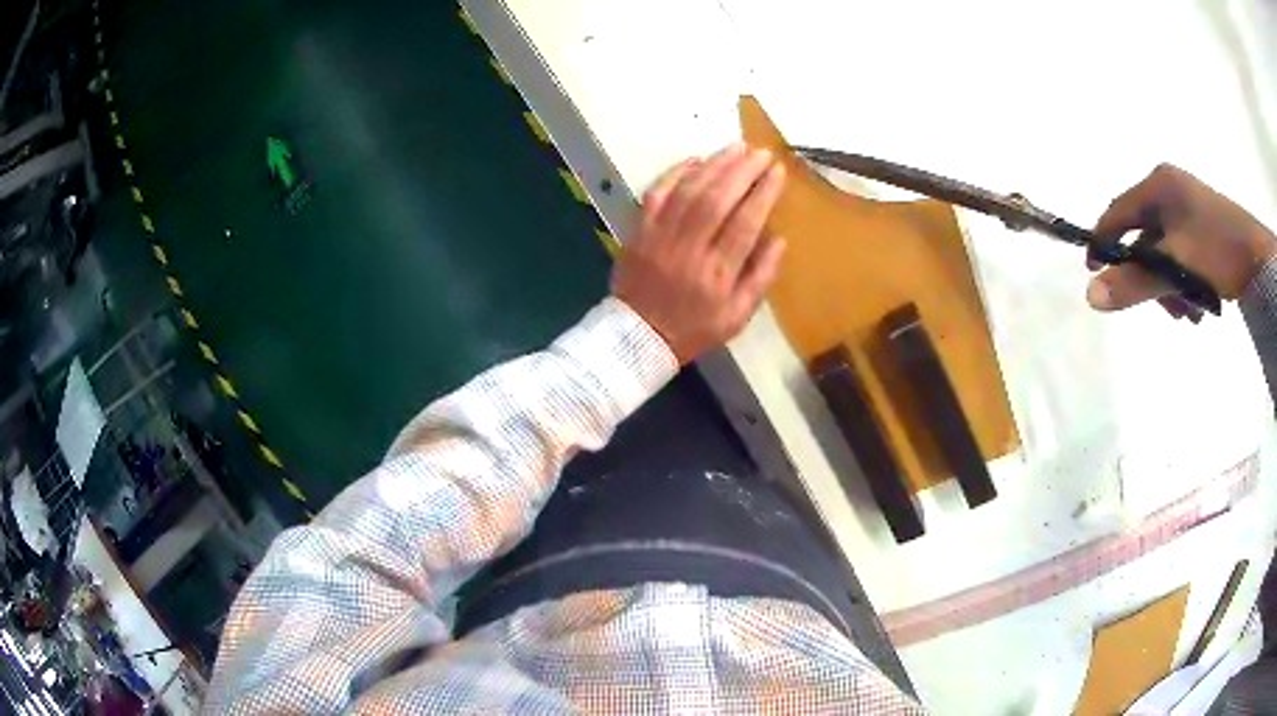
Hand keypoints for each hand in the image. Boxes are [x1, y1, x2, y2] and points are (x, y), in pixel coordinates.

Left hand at [611, 143, 786, 363]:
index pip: (745, 224)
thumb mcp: (737, 317)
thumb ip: (761, 278)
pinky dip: (675, 173)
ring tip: (737, 147)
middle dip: (742, 171)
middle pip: (717, 200)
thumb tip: (780, 239)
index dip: (763, 193)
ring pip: (688, 191)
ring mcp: (659, 238)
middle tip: (761, 152)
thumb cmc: (694, 328)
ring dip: (714, 165)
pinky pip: (656, 194)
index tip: (778, 172)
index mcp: (717, 275)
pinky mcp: (638, 231)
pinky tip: (696, 159)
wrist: (638, 337)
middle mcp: (689, 251)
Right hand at [1087, 164, 1275, 314]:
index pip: (1119, 212)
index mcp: (1159, 186)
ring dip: (1170, 286)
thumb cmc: (1218, 251)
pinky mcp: (1204, 228)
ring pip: (1166, 252)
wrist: (1259, 259)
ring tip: (1188, 313)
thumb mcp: (1176, 268)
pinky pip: (1183, 255)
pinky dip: (1185, 282)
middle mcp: (1171, 191)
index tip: (1094, 271)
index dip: (1104, 241)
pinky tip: (1199, 305)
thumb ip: (1135, 283)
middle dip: (1151, 277)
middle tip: (1163, 308)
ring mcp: (1189, 209)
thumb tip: (1090, 296)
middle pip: (1145, 237)